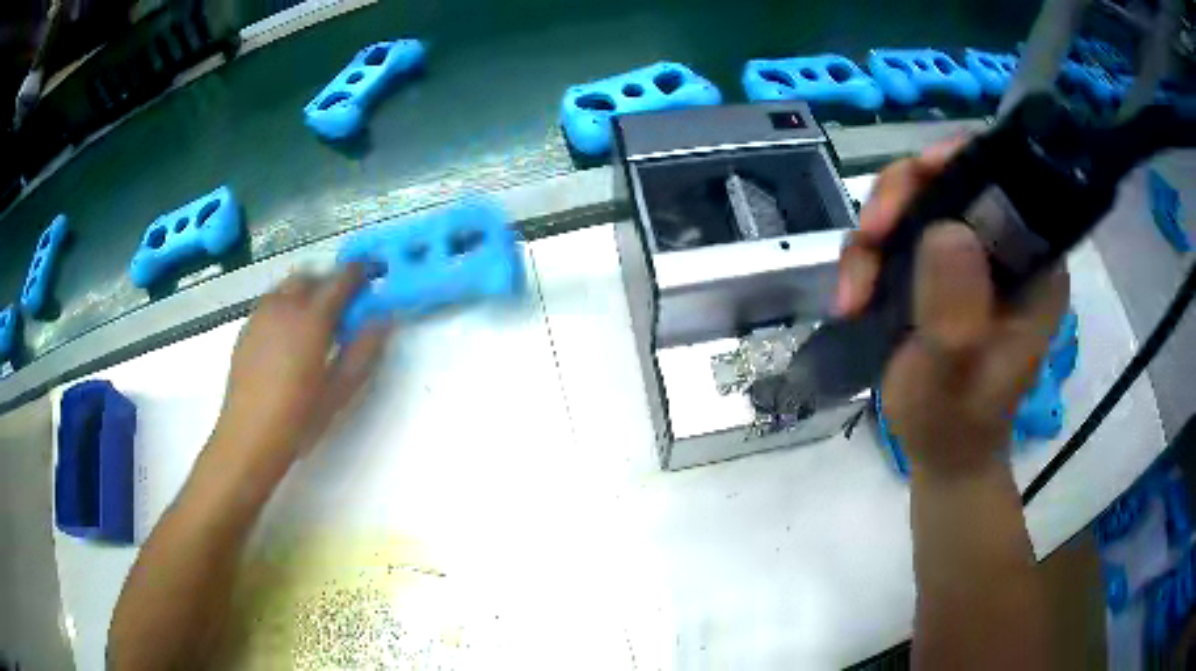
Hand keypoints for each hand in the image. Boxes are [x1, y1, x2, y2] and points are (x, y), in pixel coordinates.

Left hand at [208, 265, 393, 480]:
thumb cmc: (298, 418)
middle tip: (345, 305)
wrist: (248, 436)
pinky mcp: (246, 328)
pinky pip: (271, 301)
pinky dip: (287, 304)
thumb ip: (364, 351)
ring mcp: (261, 314)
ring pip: (288, 285)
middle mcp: (284, 305)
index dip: (362, 270)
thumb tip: (383, 319)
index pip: (342, 278)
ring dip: (307, 290)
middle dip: (331, 281)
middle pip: (312, 274)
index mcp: (312, 318)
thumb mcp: (339, 390)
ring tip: (316, 319)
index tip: (376, 273)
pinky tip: (289, 335)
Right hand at [838, 140, 1069, 475]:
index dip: (961, 161)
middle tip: (871, 239)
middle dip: (901, 201)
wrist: (939, 450)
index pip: (1006, 180)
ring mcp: (965, 254)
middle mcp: (1003, 246)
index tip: (919, 178)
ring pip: (912, 203)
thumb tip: (946, 228)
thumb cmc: (957, 422)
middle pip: (948, 179)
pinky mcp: (932, 266)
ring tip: (854, 293)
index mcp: (1034, 264)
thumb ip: (956, 313)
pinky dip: (864, 259)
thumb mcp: (957, 376)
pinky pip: (892, 235)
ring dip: (874, 238)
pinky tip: (850, 300)